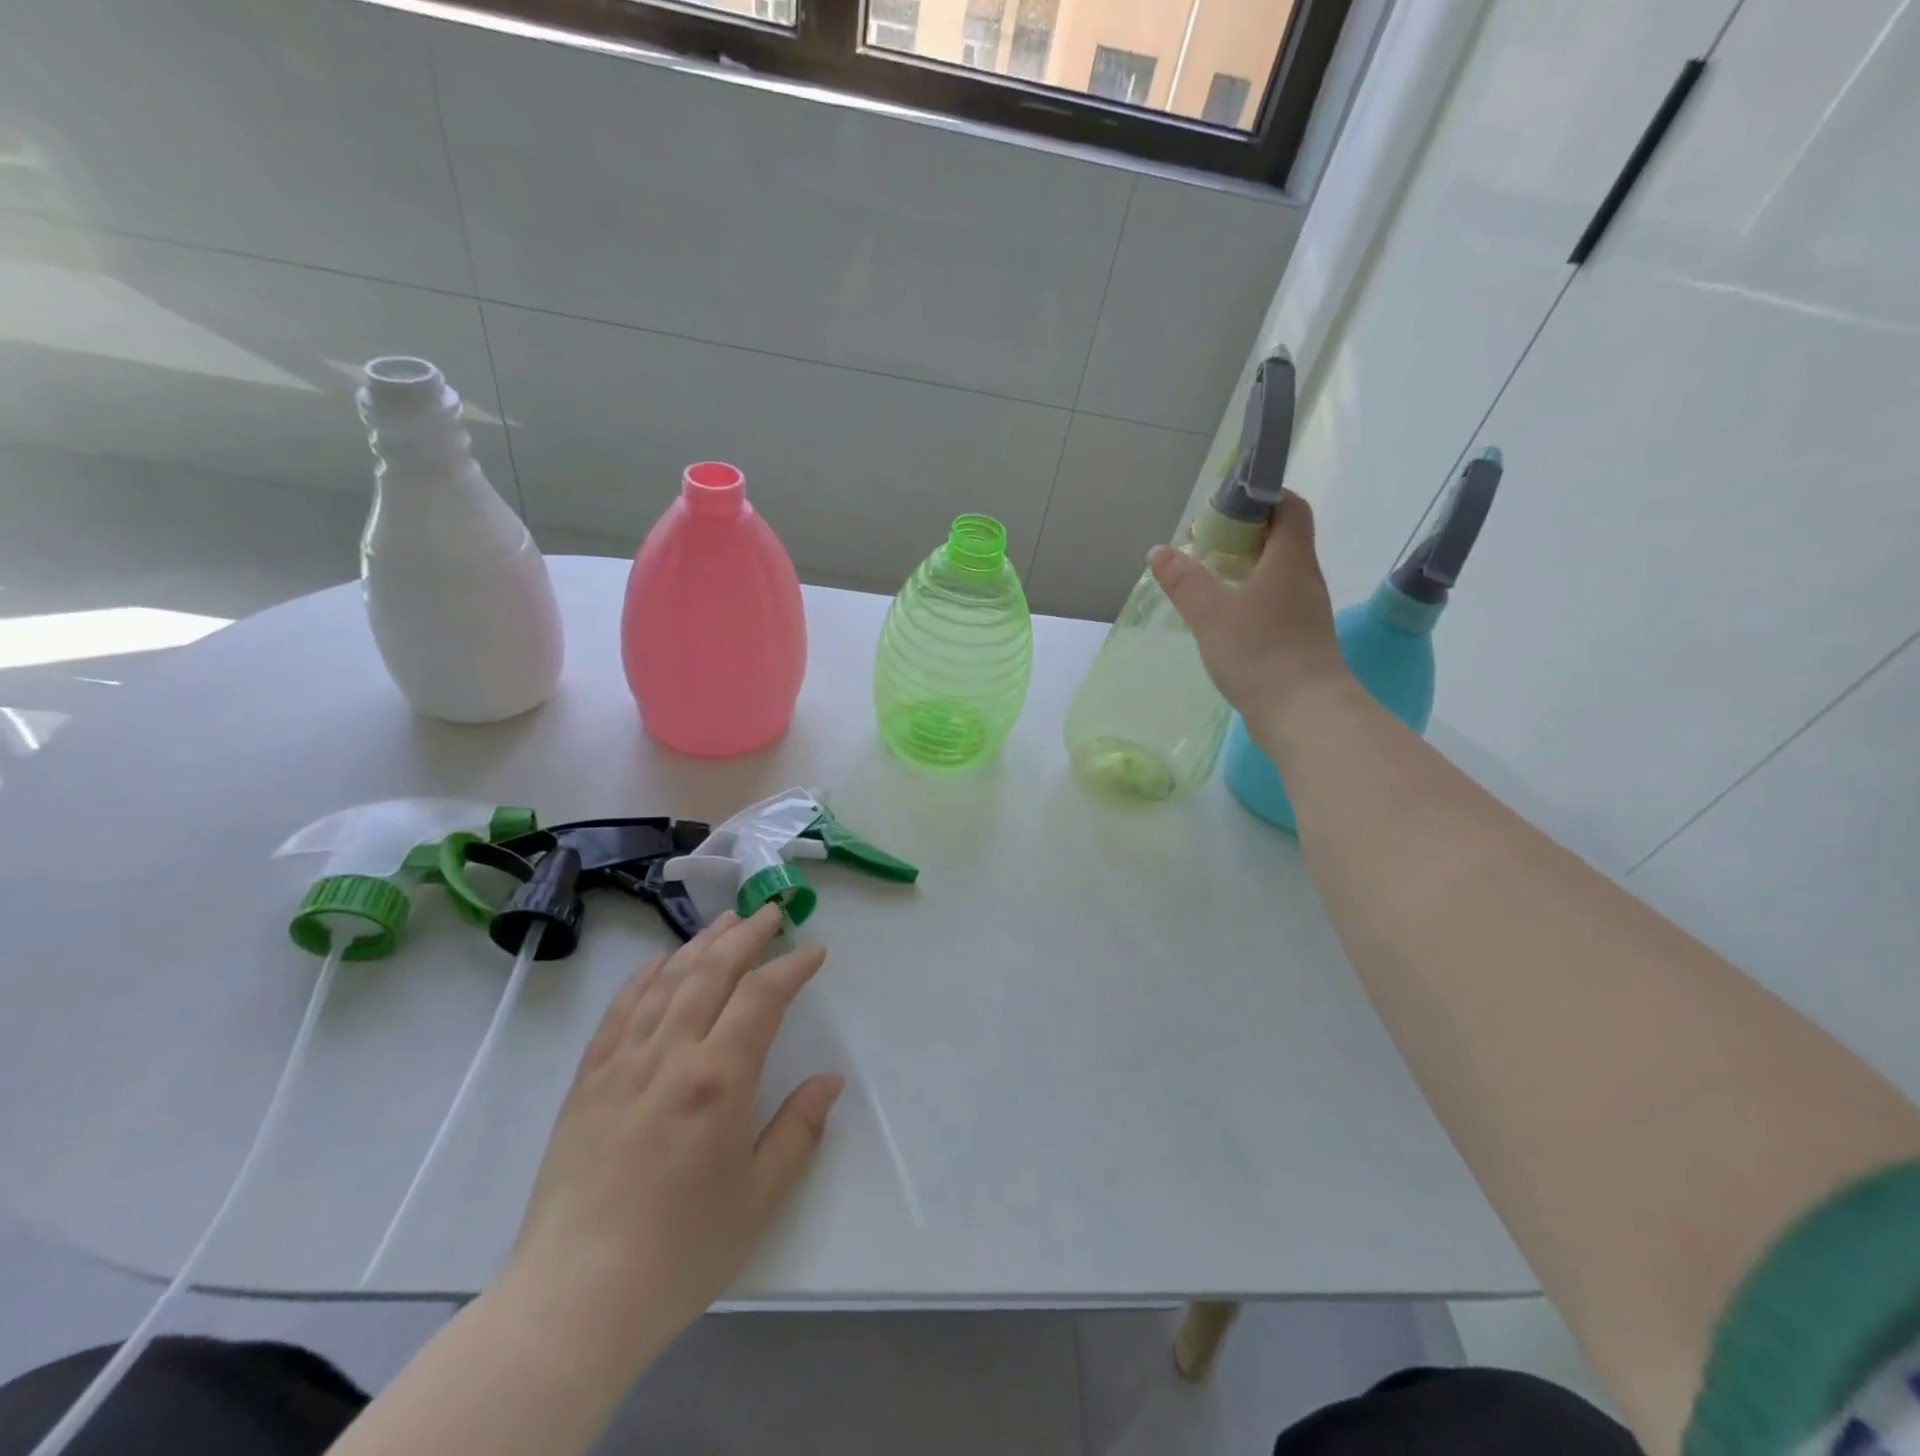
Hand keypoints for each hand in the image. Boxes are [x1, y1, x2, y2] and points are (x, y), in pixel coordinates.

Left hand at [508, 906, 842, 1358]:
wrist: (575, 1299)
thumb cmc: (680, 1252)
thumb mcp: (759, 1197)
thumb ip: (799, 1129)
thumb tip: (830, 1081)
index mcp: (718, 1080)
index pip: (761, 997)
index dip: (791, 967)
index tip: (814, 951)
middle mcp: (670, 1055)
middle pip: (712, 971)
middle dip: (747, 934)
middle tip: (772, 911)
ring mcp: (622, 1062)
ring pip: (667, 980)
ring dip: (701, 943)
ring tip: (726, 921)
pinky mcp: (588, 1079)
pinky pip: (620, 1009)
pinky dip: (646, 975)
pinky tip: (662, 961)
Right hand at [1150, 490, 1349, 735]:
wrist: (1304, 713)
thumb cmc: (1259, 652)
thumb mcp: (1210, 613)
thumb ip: (1184, 581)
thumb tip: (1159, 551)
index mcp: (1290, 559)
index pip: (1289, 507)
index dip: (1261, 497)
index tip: (1225, 508)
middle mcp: (1305, 578)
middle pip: (1281, 539)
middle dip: (1243, 535)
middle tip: (1204, 547)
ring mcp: (1306, 611)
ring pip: (1277, 574)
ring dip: (1246, 570)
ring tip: (1208, 582)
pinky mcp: (1301, 639)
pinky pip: (1276, 603)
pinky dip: (1251, 599)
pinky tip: (1224, 619)